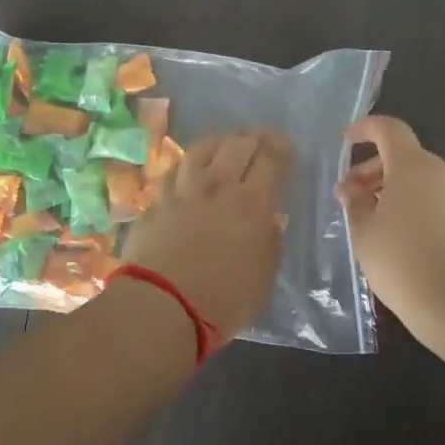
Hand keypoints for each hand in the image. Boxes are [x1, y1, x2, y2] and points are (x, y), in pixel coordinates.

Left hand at [123, 129, 292, 337]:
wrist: (161, 306)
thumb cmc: (222, 300)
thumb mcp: (263, 276)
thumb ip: (271, 242)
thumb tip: (272, 218)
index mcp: (252, 203)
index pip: (270, 159)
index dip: (281, 147)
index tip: (286, 146)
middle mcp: (218, 185)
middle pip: (238, 144)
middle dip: (254, 137)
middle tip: (261, 140)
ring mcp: (183, 189)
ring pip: (203, 148)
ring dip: (221, 141)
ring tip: (227, 144)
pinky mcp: (157, 200)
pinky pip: (176, 168)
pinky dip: (190, 161)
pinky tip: (192, 165)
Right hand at [336, 116, 444, 345]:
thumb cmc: (404, 262)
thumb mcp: (365, 234)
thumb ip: (355, 205)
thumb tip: (352, 190)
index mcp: (412, 166)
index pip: (389, 130)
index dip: (366, 129)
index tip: (346, 140)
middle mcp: (443, 172)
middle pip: (406, 158)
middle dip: (375, 171)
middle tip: (352, 198)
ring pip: (426, 182)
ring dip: (398, 193)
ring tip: (378, 224)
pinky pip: (443, 203)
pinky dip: (421, 210)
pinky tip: (409, 241)